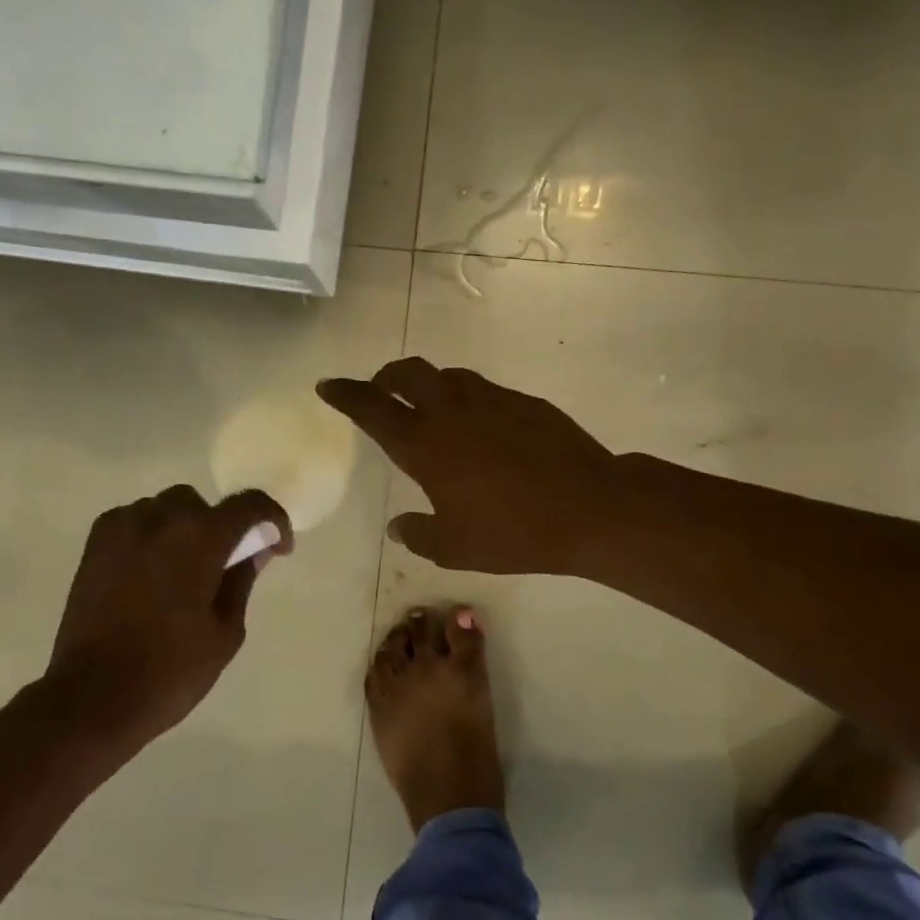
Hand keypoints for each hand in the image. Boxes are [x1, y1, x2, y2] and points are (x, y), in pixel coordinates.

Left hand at [44, 485, 292, 751]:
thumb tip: (252, 553)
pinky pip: (134, 522)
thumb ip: (241, 582)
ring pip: (165, 510)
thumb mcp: (225, 632)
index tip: (276, 548)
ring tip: (182, 574)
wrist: (91, 696)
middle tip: (223, 568)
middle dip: (220, 529)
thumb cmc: (169, 671)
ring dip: (183, 530)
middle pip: (202, 505)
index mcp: (200, 538)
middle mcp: (160, 519)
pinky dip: (151, 537)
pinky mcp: (95, 543)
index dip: (272, 520)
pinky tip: (150, 574)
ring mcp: (122, 527)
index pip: (249, 504)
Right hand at [318, 358, 619, 574]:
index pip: (371, 407)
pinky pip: (482, 390)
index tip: (328, 385)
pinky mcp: (524, 402)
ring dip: (427, 384)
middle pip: (407, 373)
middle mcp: (451, 410)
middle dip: (385, 376)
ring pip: (447, 376)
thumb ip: (417, 534)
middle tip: (379, 390)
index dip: (345, 394)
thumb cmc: (513, 532)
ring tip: (428, 407)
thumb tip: (398, 526)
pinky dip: (465, 398)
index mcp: (424, 443)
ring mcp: (491, 400)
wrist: (590, 508)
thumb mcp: (454, 547)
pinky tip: (478, 426)